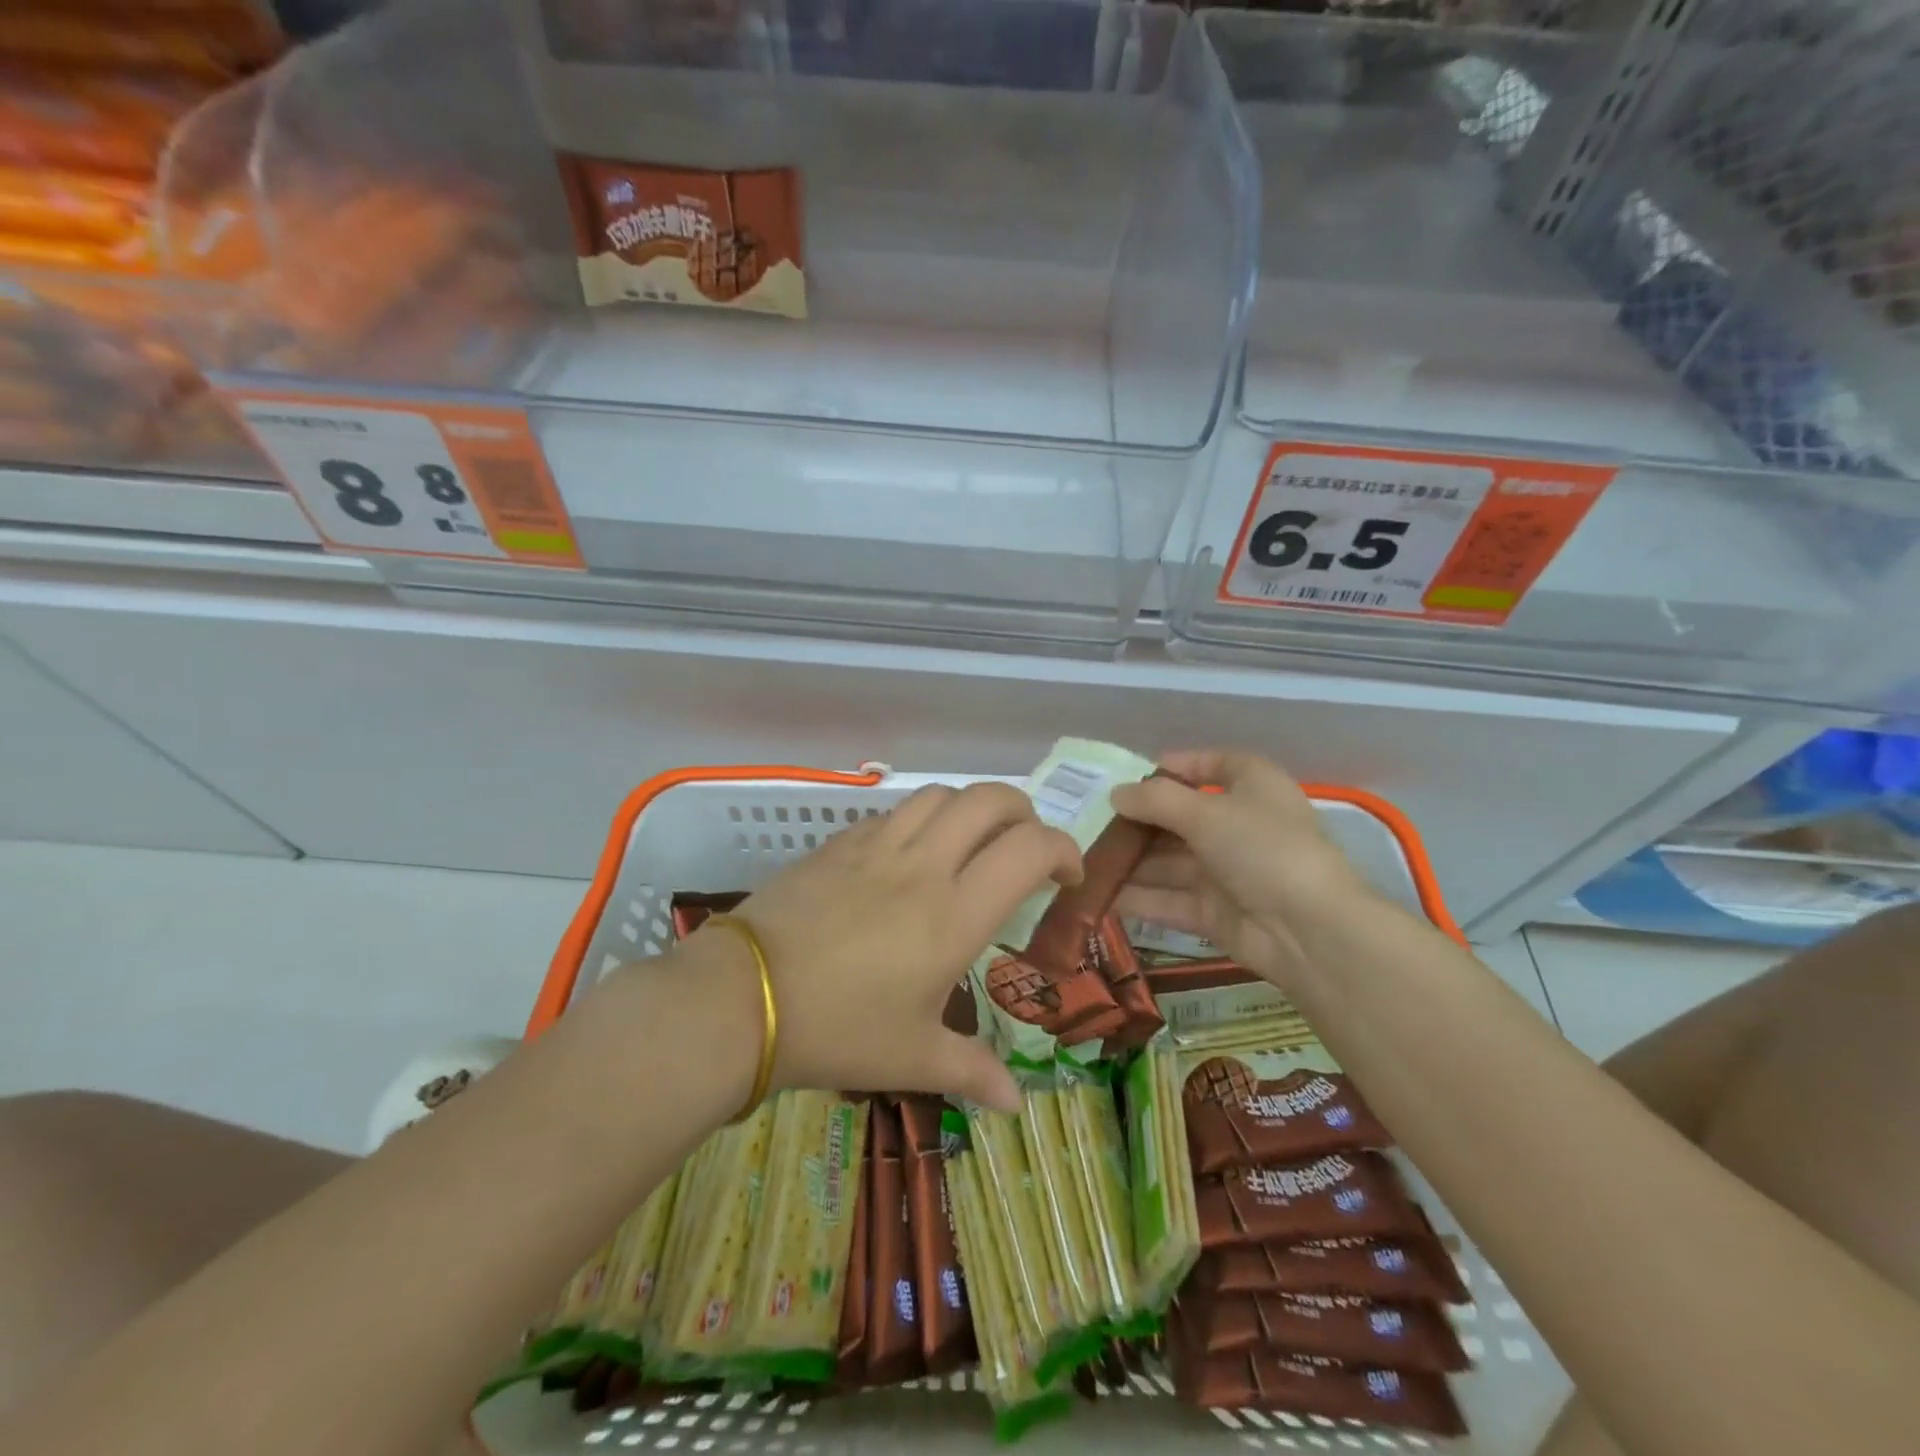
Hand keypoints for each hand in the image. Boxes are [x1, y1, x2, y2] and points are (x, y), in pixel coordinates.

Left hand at [696, 782, 1080, 1112]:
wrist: (743, 999)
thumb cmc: (837, 1030)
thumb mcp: (911, 1057)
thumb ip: (972, 1072)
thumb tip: (1015, 1104)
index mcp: (955, 914)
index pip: (1029, 849)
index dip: (1063, 851)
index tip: (1065, 879)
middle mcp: (925, 865)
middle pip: (990, 800)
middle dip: (1024, 812)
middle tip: (1025, 847)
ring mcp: (878, 846)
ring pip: (941, 795)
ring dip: (970, 809)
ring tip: (971, 843)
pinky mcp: (840, 843)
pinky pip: (893, 813)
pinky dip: (920, 820)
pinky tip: (909, 856)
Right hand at [1110, 749, 1375, 989]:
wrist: (1309, 931)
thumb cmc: (1262, 848)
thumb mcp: (1207, 811)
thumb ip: (1156, 799)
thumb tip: (1116, 794)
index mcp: (1253, 787)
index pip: (1215, 765)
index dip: (1177, 765)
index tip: (1133, 773)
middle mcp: (1239, 826)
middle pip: (1180, 817)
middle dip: (1137, 820)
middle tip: (1088, 819)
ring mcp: (1226, 872)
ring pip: (1168, 862)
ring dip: (1129, 861)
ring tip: (1080, 858)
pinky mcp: (1213, 912)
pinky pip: (1167, 899)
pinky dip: (1136, 897)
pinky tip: (1095, 894)